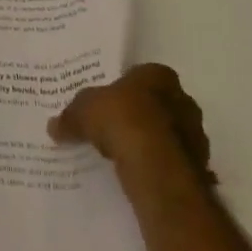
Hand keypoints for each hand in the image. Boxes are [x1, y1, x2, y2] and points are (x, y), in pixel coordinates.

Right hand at [48, 63, 217, 188]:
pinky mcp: (198, 166)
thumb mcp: (84, 110)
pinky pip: (173, 163)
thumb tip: (53, 126)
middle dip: (142, 115)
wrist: (156, 166)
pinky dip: (160, 167)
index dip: (126, 88)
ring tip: (125, 156)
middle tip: (116, 129)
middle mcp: (183, 100)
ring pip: (169, 135)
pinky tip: (140, 175)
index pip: (143, 75)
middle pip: (159, 104)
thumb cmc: (122, 119)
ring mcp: (195, 135)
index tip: (111, 102)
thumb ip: (71, 116)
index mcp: (159, 75)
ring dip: (153, 143)